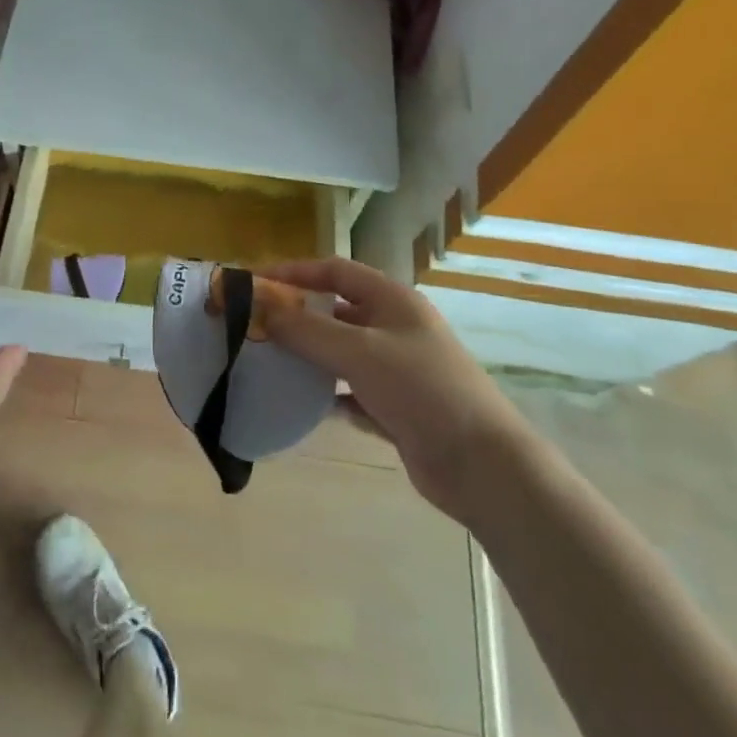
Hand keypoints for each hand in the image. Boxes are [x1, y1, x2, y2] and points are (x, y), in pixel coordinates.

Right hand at [259, 257, 525, 526]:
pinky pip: (350, 393)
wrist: (481, 466)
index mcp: (392, 300)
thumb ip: (307, 329)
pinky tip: (301, 404)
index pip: (336, 271)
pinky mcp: (396, 409)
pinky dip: (327, 395)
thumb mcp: (359, 352)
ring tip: (268, 362)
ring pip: (341, 353)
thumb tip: (259, 307)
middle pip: (336, 311)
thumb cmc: (421, 390)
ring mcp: (397, 370)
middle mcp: (394, 328)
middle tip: (255, 326)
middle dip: (298, 317)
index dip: (296, 272)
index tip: (256, 282)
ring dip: (309, 356)